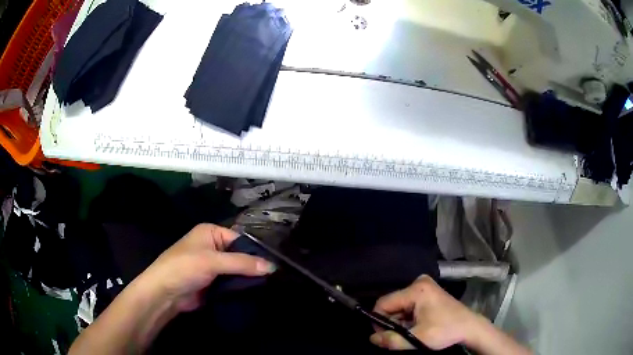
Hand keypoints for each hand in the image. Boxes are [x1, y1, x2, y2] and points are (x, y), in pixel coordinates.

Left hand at [140, 224, 275, 311]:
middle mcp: (213, 247)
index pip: (240, 239)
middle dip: (254, 267)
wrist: (165, 293)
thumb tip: (272, 266)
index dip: (256, 252)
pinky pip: (232, 282)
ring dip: (248, 279)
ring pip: (237, 270)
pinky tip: (256, 293)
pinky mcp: (214, 283)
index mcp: (211, 233)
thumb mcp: (213, 261)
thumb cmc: (185, 268)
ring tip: (270, 287)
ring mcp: (213, 266)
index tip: (274, 265)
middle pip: (240, 255)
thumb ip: (242, 263)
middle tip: (275, 278)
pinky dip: (241, 287)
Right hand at [370, 275, 482, 350]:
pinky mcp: (427, 292)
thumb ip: (392, 340)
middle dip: (392, 323)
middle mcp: (418, 283)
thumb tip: (372, 338)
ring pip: (399, 307)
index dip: (379, 321)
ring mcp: (424, 286)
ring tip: (412, 332)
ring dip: (400, 322)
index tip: (386, 336)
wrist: (469, 327)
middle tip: (401, 337)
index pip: (384, 303)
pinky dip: (407, 319)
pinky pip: (407, 306)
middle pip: (392, 305)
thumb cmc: (445, 331)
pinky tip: (416, 326)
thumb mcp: (418, 339)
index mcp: (416, 290)